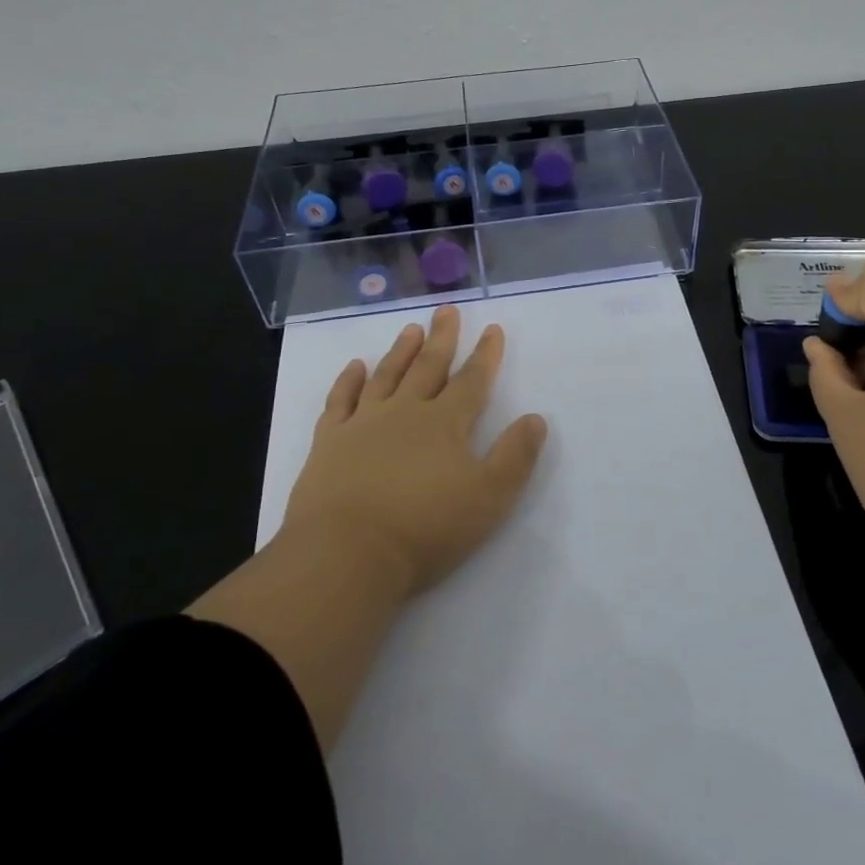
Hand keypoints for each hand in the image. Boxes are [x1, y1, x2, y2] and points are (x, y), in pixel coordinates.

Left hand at [282, 304, 549, 598]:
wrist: (346, 553)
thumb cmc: (425, 528)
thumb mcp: (489, 497)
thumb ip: (515, 456)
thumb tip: (536, 419)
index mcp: (446, 423)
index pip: (472, 381)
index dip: (485, 355)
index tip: (492, 328)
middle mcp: (405, 412)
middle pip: (428, 366)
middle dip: (442, 338)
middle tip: (447, 311)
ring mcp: (363, 423)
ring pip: (386, 376)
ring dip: (400, 351)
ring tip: (410, 329)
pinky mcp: (328, 442)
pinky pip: (340, 400)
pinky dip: (347, 380)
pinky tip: (354, 366)